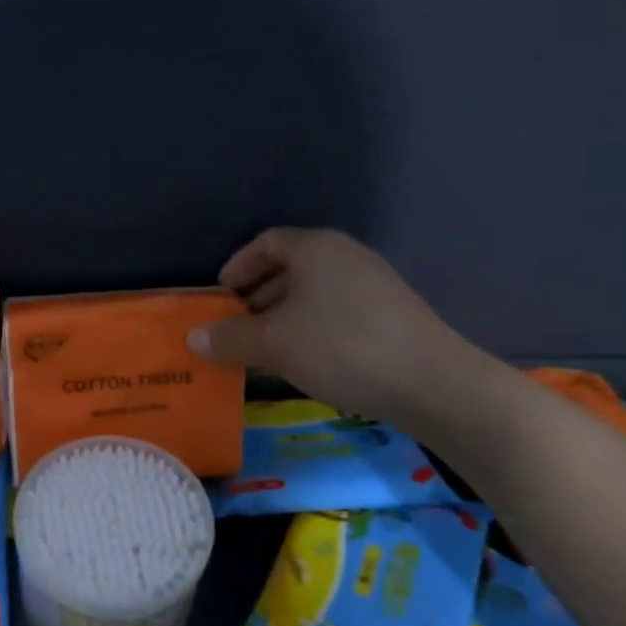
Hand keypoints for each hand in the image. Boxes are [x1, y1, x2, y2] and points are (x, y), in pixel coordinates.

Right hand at [187, 227, 489, 435]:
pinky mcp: (390, 313)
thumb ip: (230, 338)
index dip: (237, 267)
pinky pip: (336, 310)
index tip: (220, 297)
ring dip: (283, 317)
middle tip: (236, 328)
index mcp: (315, 248)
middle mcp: (345, 255)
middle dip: (257, 297)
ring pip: (314, 292)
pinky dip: (311, 328)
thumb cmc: (341, 348)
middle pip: (290, 267)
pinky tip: (305, 361)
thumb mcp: (274, 344)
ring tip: (264, 350)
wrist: (432, 382)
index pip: (265, 243)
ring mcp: (373, 283)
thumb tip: (193, 338)